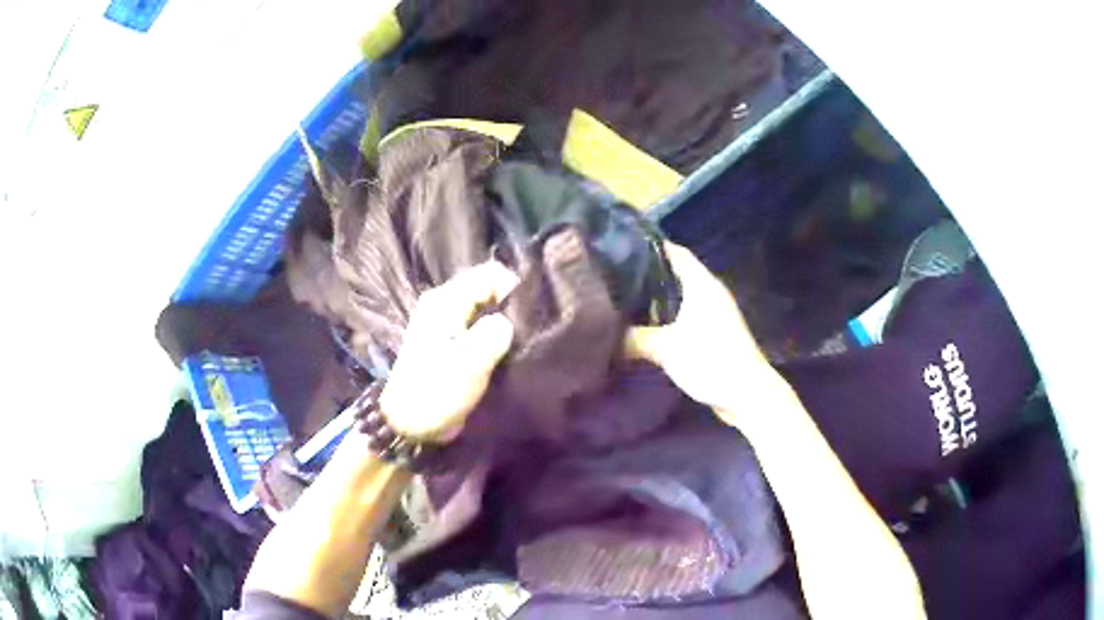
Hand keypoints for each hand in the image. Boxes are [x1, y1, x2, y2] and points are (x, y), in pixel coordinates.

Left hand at [379, 262, 517, 442]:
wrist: (409, 422)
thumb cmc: (437, 390)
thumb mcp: (470, 362)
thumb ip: (495, 333)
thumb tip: (509, 321)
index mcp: (445, 300)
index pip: (489, 274)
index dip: (513, 289)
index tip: (528, 317)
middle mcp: (443, 303)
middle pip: (486, 287)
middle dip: (509, 305)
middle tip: (526, 330)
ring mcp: (444, 321)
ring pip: (483, 307)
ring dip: (501, 321)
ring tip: (519, 341)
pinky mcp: (448, 340)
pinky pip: (476, 324)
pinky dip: (491, 332)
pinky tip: (503, 350)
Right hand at [626, 243, 776, 415]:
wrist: (746, 394)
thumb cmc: (710, 360)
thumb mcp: (666, 348)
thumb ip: (633, 339)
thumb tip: (604, 335)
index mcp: (702, 284)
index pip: (674, 252)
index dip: (649, 246)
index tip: (619, 246)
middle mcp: (709, 292)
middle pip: (675, 273)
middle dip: (647, 273)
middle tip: (613, 276)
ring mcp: (714, 313)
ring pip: (680, 297)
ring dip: (657, 298)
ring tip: (623, 299)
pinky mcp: (714, 333)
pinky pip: (685, 316)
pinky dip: (666, 317)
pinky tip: (645, 327)